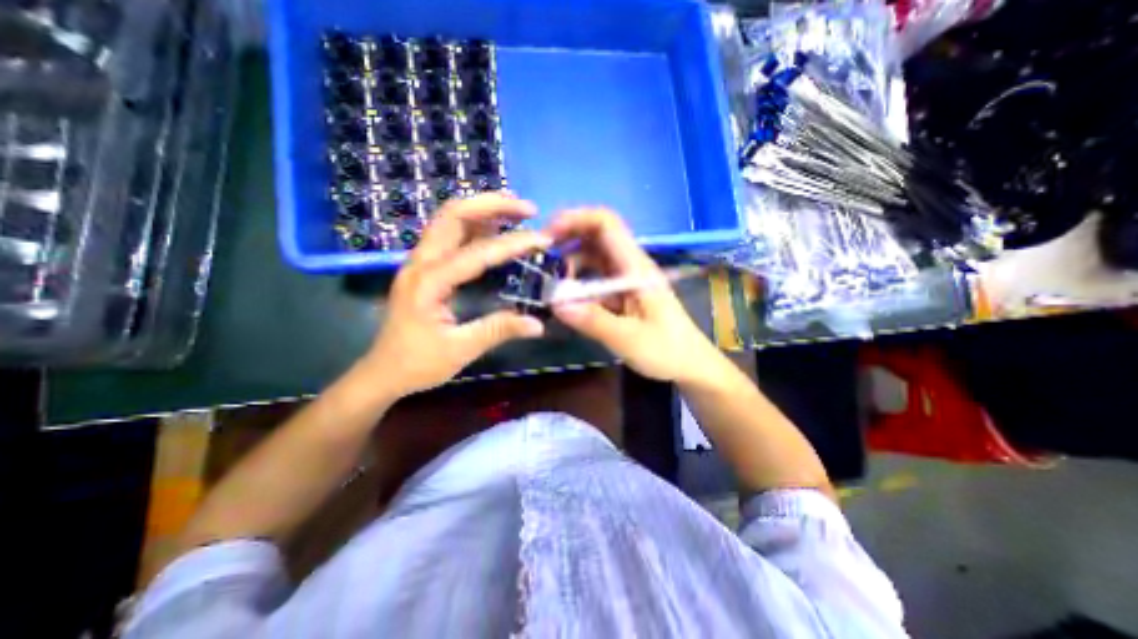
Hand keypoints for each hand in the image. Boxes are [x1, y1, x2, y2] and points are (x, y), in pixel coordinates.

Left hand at [358, 191, 549, 396]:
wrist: (382, 372)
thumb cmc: (417, 364)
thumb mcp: (460, 350)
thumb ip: (499, 331)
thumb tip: (538, 324)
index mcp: (429, 281)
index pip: (478, 252)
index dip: (514, 243)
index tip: (544, 239)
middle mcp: (421, 262)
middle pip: (454, 214)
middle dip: (493, 204)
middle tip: (528, 209)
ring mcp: (420, 262)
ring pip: (449, 219)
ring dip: (483, 209)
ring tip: (517, 212)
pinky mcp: (425, 268)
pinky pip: (449, 235)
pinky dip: (475, 225)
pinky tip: (495, 230)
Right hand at [548, 207, 722, 383]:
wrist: (690, 365)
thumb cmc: (667, 351)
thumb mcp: (629, 339)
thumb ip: (593, 320)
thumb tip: (555, 302)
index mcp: (636, 268)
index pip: (607, 224)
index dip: (576, 219)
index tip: (548, 236)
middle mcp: (630, 266)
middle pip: (596, 236)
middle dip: (567, 239)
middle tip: (542, 258)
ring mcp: (626, 280)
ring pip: (594, 258)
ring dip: (571, 265)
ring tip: (553, 285)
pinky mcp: (622, 294)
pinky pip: (595, 280)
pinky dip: (578, 284)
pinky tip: (568, 300)